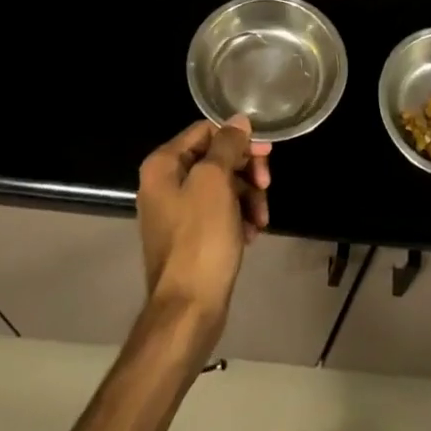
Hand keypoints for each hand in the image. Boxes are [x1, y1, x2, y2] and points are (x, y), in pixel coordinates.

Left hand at [137, 115, 271, 349]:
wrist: (188, 310)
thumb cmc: (201, 239)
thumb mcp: (215, 182)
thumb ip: (227, 145)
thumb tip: (238, 120)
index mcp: (163, 165)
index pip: (206, 131)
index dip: (238, 139)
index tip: (266, 154)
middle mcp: (165, 183)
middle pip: (216, 158)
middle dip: (246, 171)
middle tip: (267, 186)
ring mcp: (177, 212)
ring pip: (222, 186)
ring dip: (248, 196)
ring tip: (261, 218)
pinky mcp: (191, 237)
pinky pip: (220, 212)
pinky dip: (239, 217)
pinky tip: (252, 233)